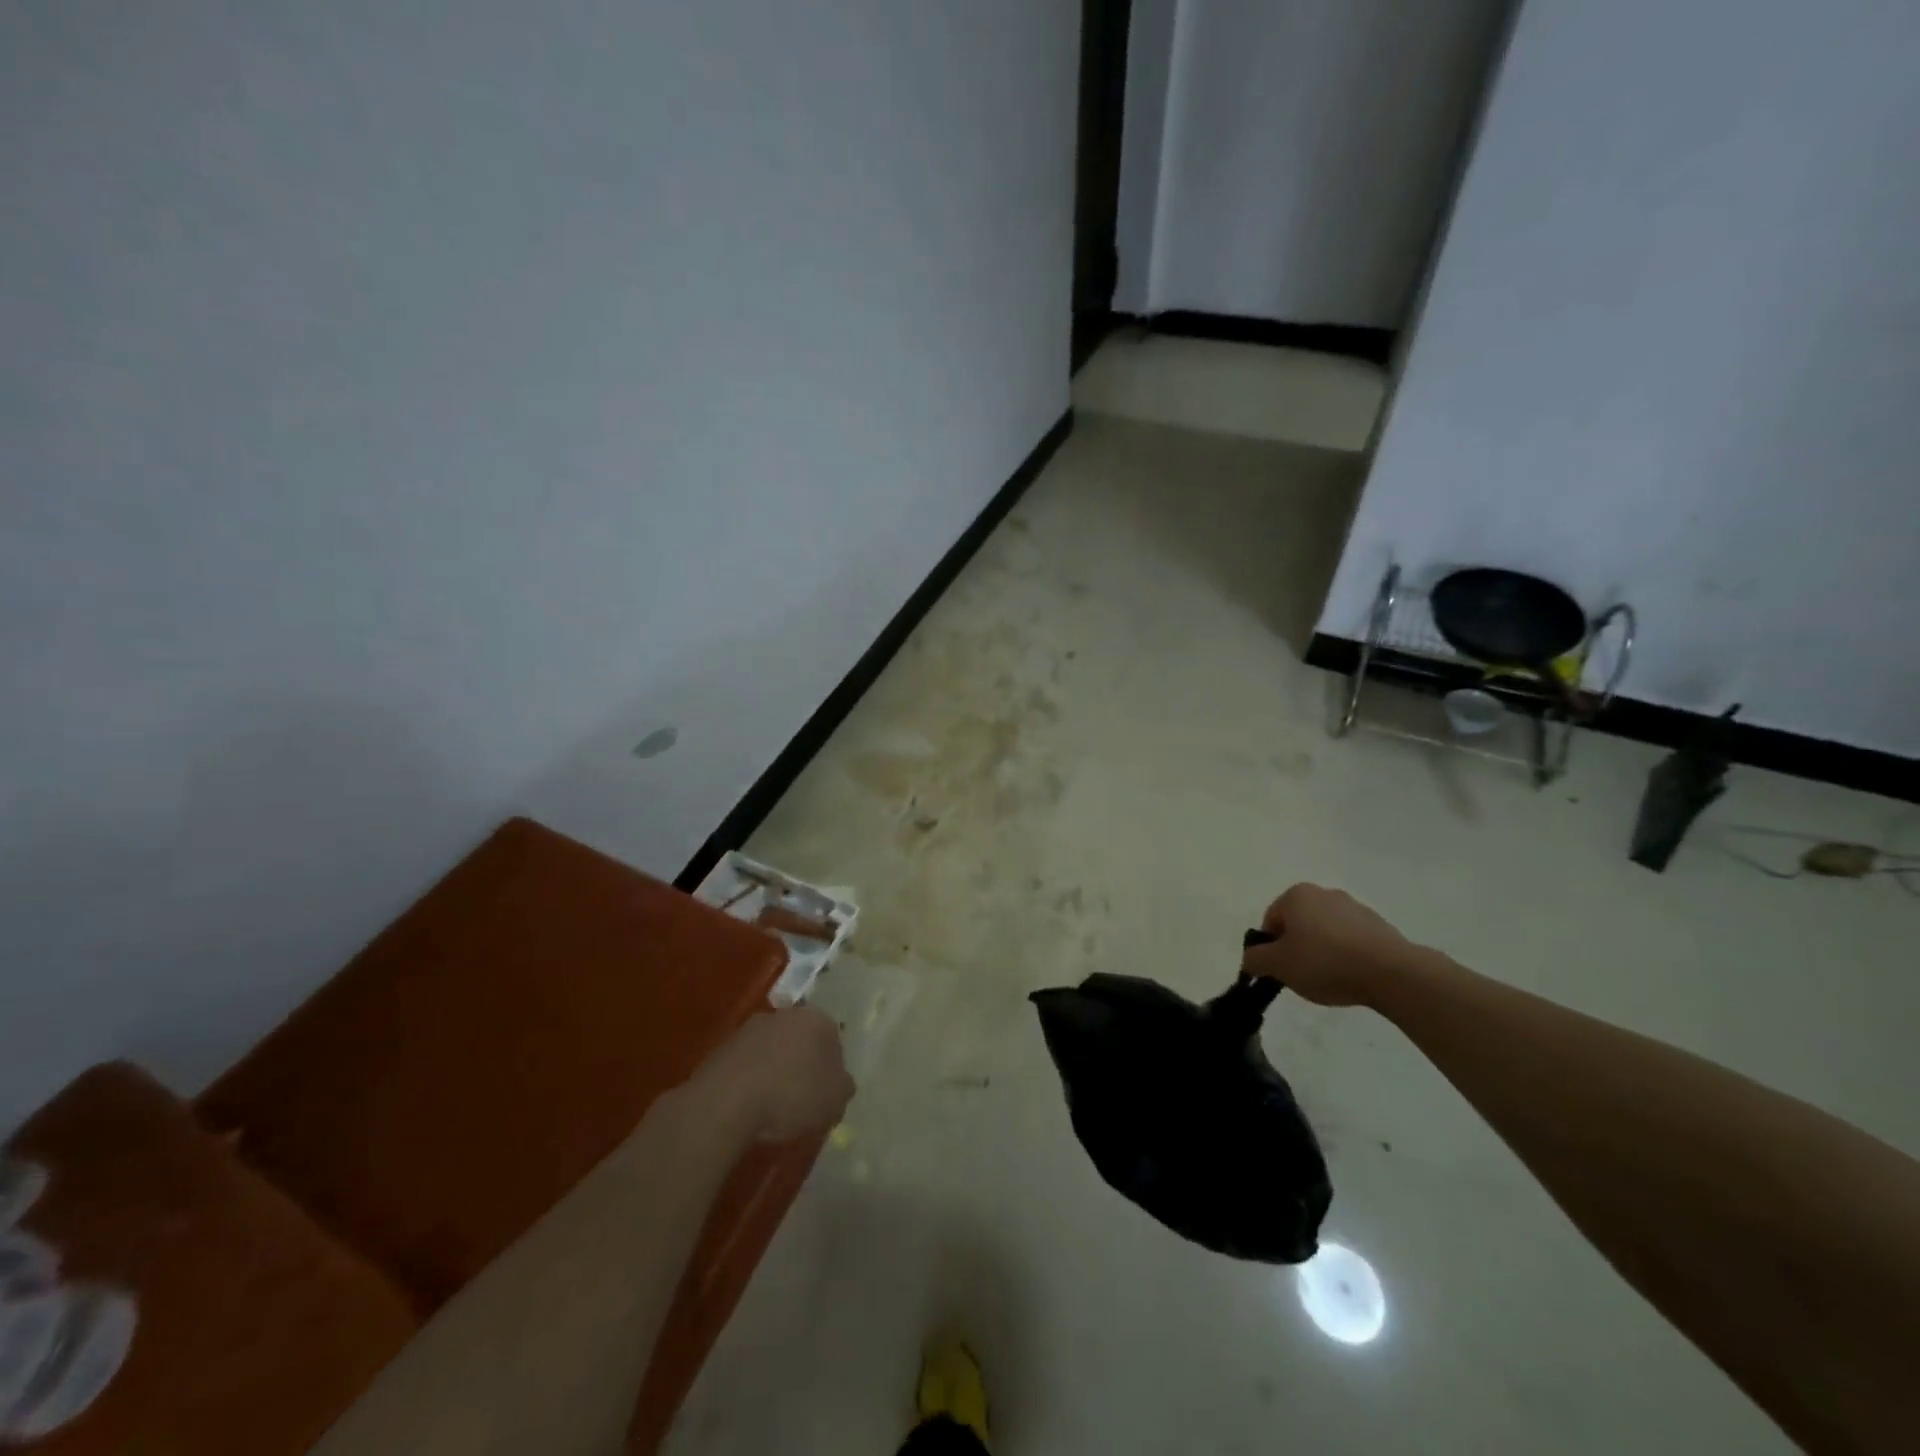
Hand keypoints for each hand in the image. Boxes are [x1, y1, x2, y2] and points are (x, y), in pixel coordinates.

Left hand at [688, 1006, 854, 1143]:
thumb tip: (840, 1083)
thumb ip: (843, 1088)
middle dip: (803, 1064)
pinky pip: (748, 1064)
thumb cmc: (791, 1094)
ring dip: (775, 1070)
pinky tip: (749, 1106)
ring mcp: (751, 1028)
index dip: (832, 1068)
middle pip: (801, 1040)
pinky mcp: (723, 1047)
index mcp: (817, 1020)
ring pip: (773, 1049)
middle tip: (802, 1097)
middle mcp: (785, 1014)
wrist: (727, 1100)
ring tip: (773, 1107)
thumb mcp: (834, 1101)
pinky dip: (751, 1080)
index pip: (834, 1039)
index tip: (826, 1093)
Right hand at [1240, 884, 1417, 1007]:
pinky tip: (1352, 976)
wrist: (1391, 972)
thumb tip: (1251, 958)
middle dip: (1297, 948)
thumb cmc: (1324, 962)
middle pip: (1298, 924)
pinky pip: (1351, 941)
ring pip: (1325, 932)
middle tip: (1302, 976)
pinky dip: (1347, 955)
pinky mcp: (1379, 926)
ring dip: (1322, 952)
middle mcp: (1324, 893)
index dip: (1271, 949)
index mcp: (1296, 895)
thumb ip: (1255, 959)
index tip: (1280, 971)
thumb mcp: (1277, 965)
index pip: (1270, 922)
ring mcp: (1355, 907)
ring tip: (1330, 979)